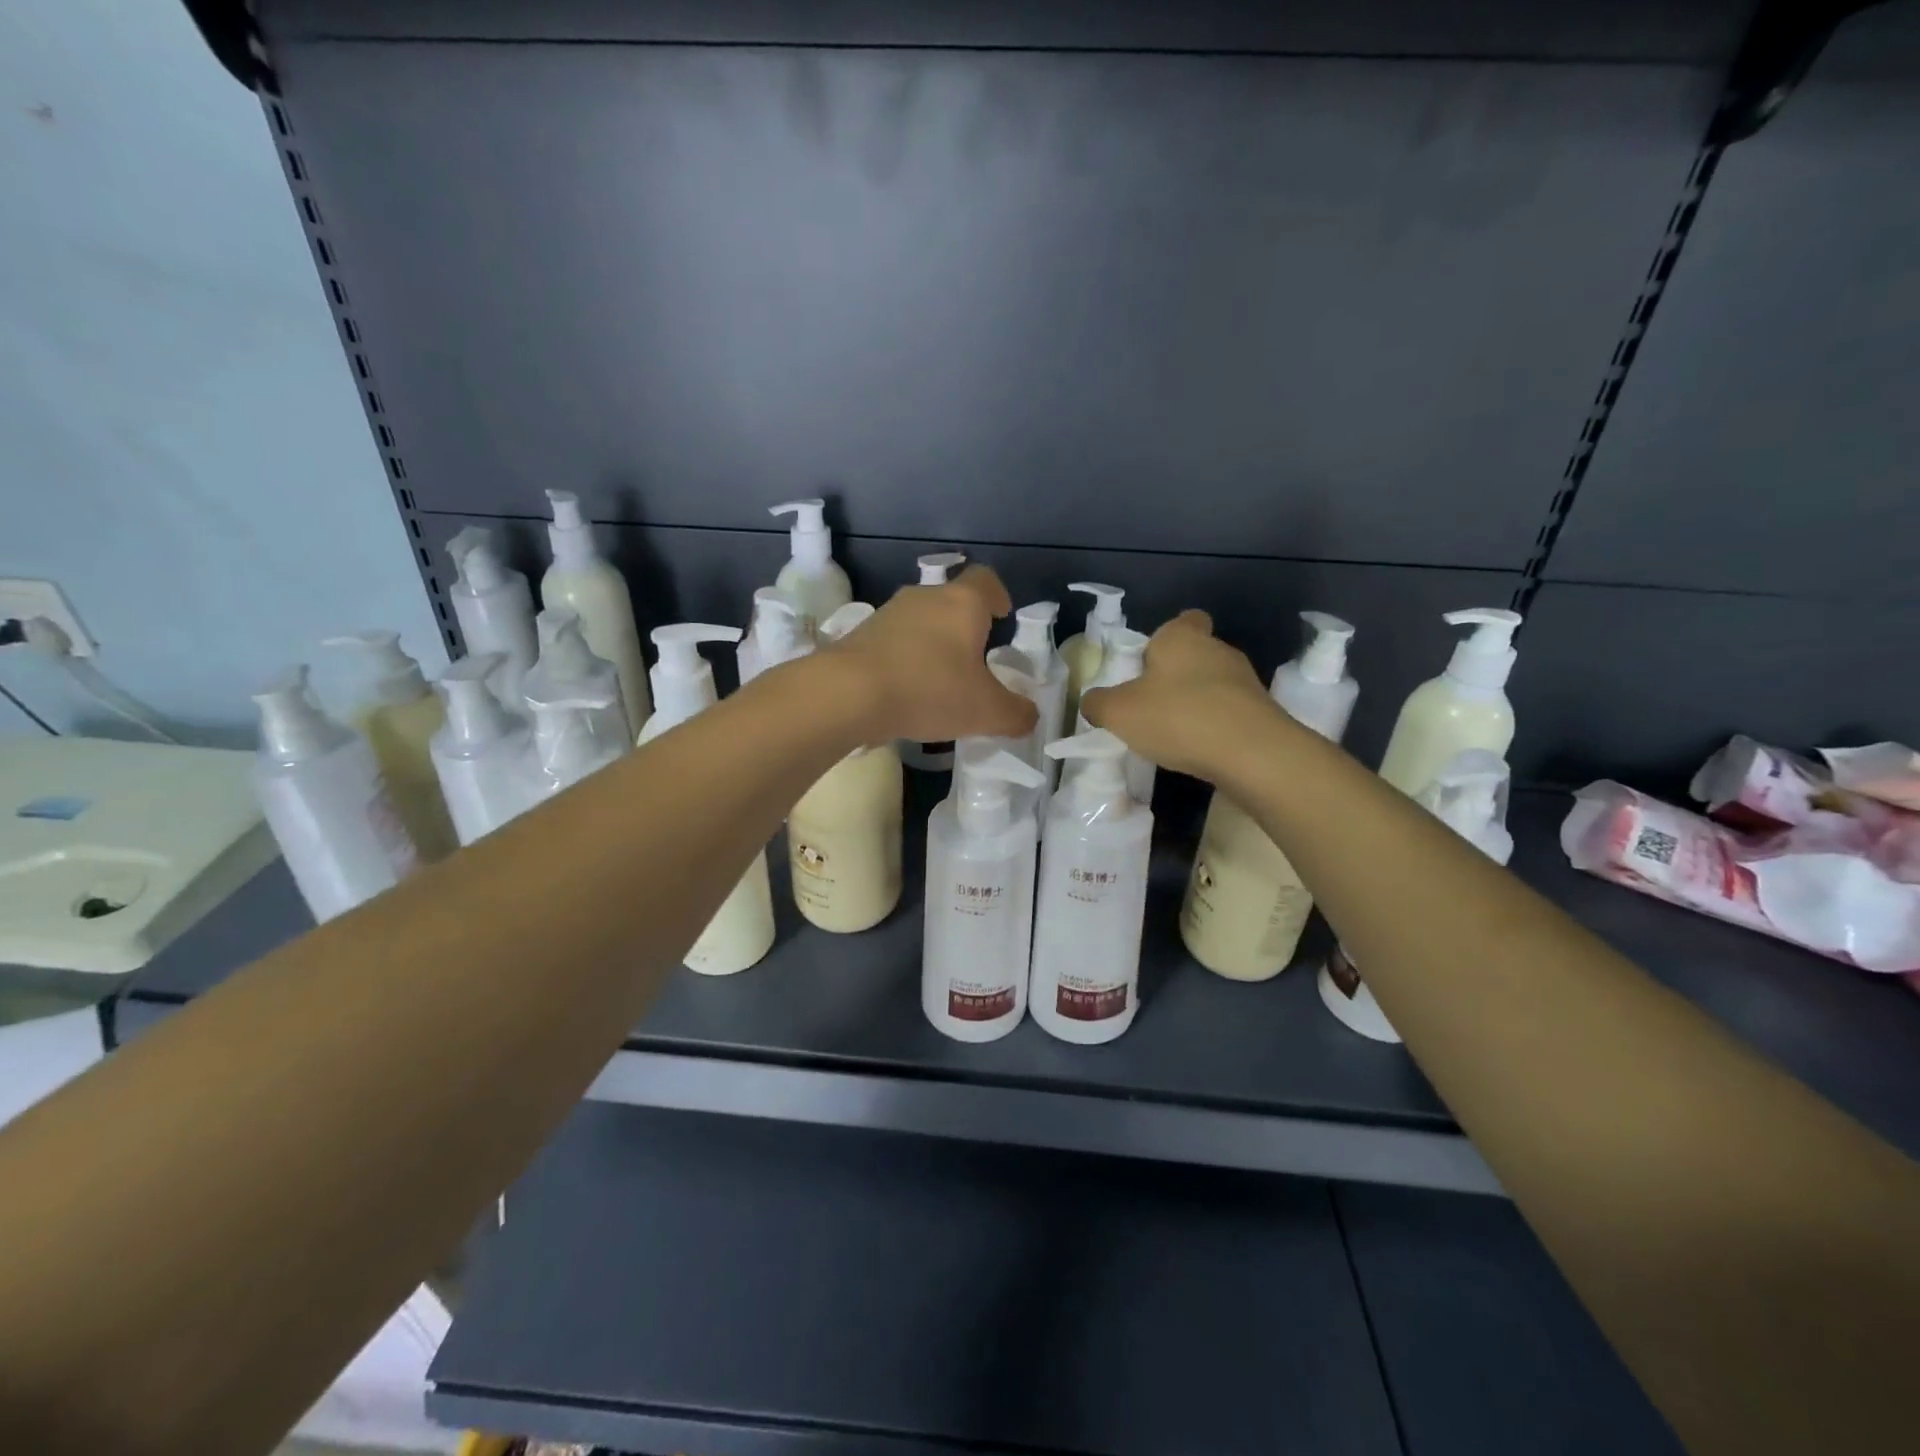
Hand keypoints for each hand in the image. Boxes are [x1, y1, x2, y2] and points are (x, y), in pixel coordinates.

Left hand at [826, 565, 1038, 744]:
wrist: (847, 694)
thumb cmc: (928, 690)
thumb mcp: (985, 711)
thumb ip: (1015, 713)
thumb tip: (1029, 716)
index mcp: (962, 603)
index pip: (986, 580)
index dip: (998, 596)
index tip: (1002, 615)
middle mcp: (925, 597)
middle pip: (952, 600)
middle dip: (965, 626)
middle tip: (975, 658)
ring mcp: (888, 613)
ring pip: (920, 620)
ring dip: (932, 643)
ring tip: (939, 679)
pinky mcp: (860, 634)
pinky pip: (893, 641)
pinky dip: (904, 658)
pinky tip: (905, 690)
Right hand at [1079, 610, 1284, 780]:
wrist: (1252, 754)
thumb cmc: (1178, 717)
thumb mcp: (1118, 712)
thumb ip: (1098, 704)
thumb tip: (1093, 703)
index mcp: (1182, 637)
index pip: (1182, 620)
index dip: (1165, 639)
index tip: (1149, 665)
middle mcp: (1218, 649)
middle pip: (1194, 655)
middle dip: (1175, 676)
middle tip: (1150, 705)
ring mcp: (1245, 681)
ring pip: (1213, 685)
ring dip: (1195, 703)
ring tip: (1173, 734)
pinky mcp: (1261, 712)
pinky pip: (1229, 713)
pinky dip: (1214, 726)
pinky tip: (1199, 749)